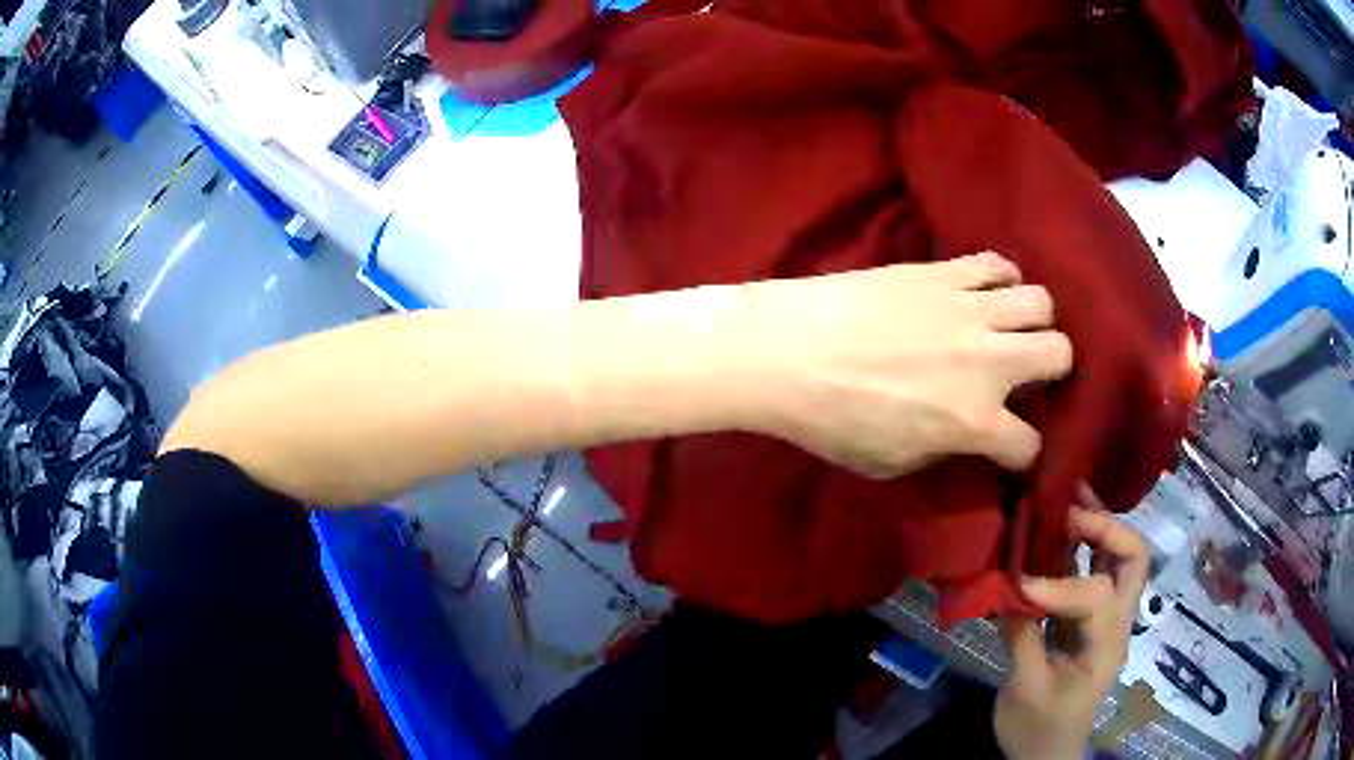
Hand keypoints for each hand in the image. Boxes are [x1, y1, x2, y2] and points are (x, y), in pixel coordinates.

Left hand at [745, 252, 1072, 478]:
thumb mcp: (890, 463)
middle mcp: (986, 362)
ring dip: (1033, 319)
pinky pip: (996, 263)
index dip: (1025, 453)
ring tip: (1010, 328)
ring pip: (1040, 301)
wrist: (786, 349)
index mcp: (972, 422)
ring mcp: (968, 309)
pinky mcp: (943, 271)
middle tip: (1028, 373)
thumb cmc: (829, 419)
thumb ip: (944, 450)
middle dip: (1054, 369)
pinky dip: (1002, 278)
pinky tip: (984, 292)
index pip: (1029, 445)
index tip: (1013, 447)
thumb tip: (970, 435)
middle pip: (1060, 352)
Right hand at [993, 485, 1149, 759]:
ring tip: (1069, 500)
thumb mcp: (1026, 690)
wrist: (1047, 753)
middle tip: (1070, 509)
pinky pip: (1094, 571)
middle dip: (1106, 527)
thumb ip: (1022, 637)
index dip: (1059, 586)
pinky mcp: (1089, 619)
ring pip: (1121, 557)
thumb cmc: (1038, 729)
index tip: (1019, 585)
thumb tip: (1006, 589)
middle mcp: (1118, 622)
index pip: (1097, 597)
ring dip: (1098, 526)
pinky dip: (1080, 546)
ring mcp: (1107, 618)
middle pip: (1135, 557)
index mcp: (1107, 645)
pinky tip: (1057, 533)